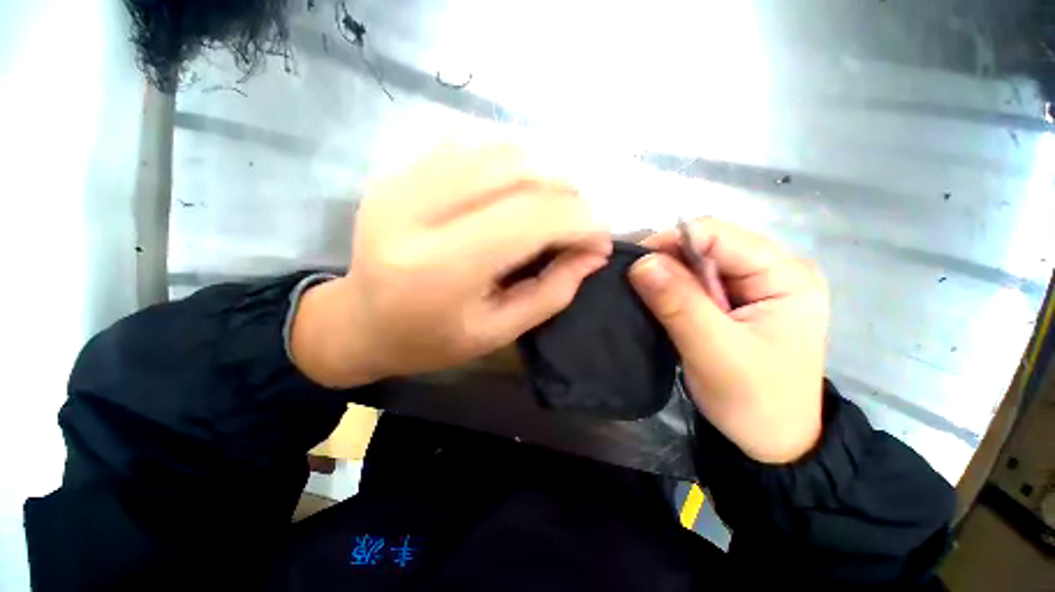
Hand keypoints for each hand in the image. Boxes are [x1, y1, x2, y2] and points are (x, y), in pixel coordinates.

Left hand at [292, 144, 611, 387]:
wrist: (360, 321)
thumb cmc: (430, 339)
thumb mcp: (498, 331)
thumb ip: (551, 291)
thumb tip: (595, 253)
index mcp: (441, 267)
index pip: (531, 218)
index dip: (580, 221)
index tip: (601, 239)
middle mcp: (418, 212)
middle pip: (518, 173)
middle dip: (568, 194)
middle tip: (581, 221)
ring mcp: (402, 181)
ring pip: (498, 149)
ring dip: (544, 173)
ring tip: (556, 205)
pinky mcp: (399, 170)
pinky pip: (471, 144)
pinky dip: (511, 161)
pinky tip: (520, 188)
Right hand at [628, 218, 828, 463]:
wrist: (773, 441)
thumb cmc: (754, 401)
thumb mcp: (713, 352)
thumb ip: (678, 303)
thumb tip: (640, 263)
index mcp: (785, 275)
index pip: (717, 234)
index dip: (670, 243)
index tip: (634, 268)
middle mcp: (774, 269)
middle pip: (707, 244)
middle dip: (667, 261)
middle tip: (635, 286)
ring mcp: (758, 284)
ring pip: (699, 262)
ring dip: (668, 276)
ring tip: (645, 297)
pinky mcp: (740, 300)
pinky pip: (699, 281)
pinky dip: (674, 289)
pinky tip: (662, 304)